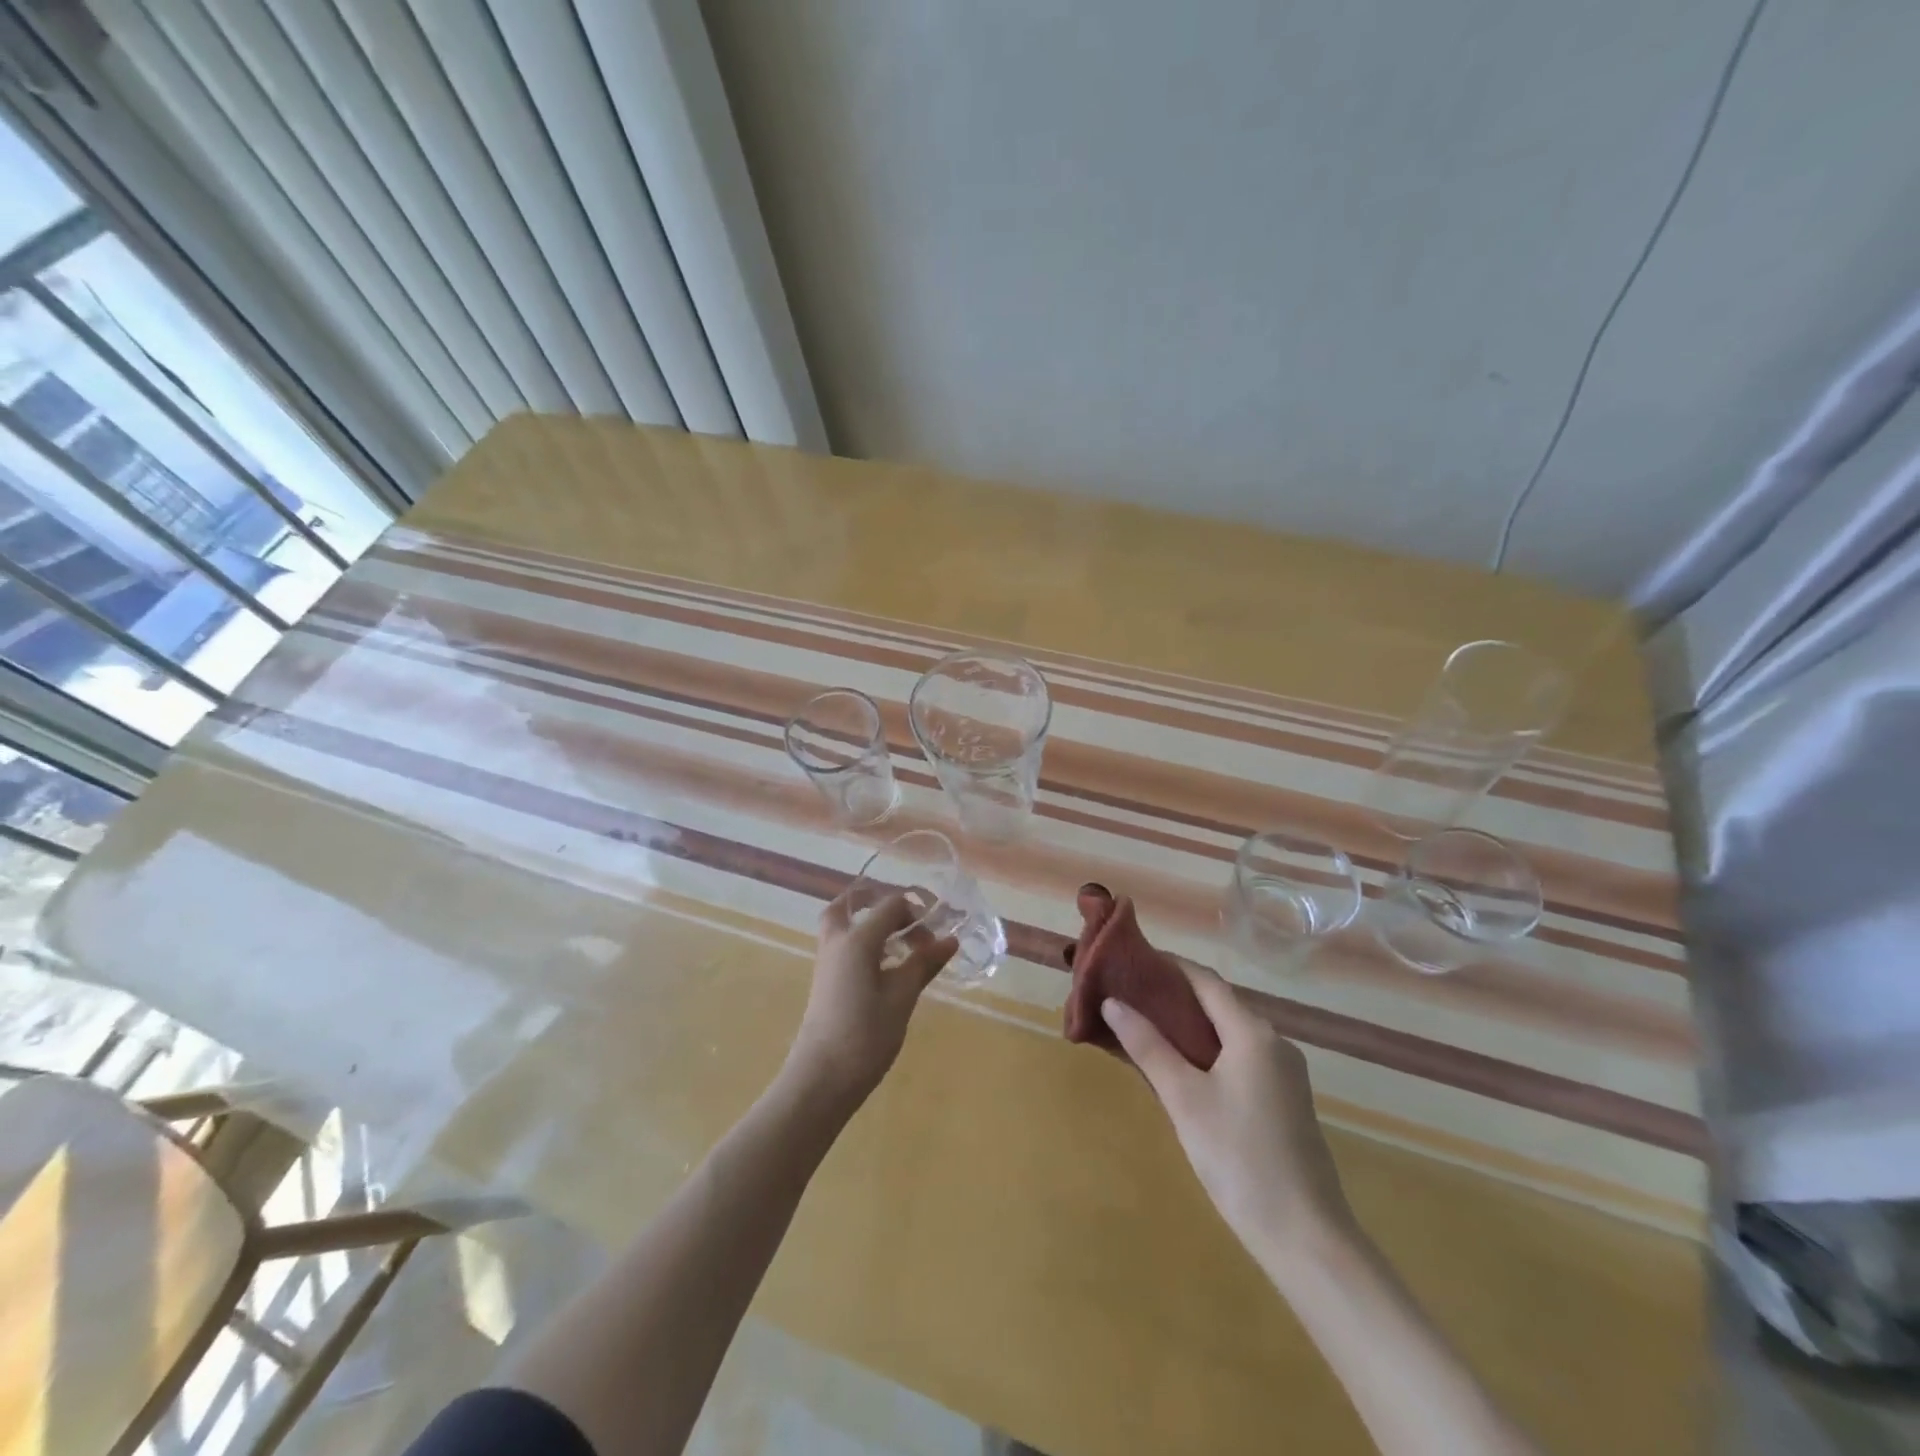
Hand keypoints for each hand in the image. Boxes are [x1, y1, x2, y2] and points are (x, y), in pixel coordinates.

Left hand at [785, 888, 957, 1105]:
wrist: (822, 1077)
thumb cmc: (866, 1034)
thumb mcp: (902, 996)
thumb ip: (924, 963)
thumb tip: (951, 940)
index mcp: (857, 939)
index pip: (890, 905)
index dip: (917, 913)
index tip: (937, 936)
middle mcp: (837, 941)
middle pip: (852, 903)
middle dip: (879, 903)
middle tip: (906, 920)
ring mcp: (826, 960)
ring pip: (843, 924)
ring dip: (870, 923)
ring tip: (900, 944)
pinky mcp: (825, 980)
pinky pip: (842, 944)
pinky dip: (862, 942)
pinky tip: (884, 967)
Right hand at [1101, 962, 1355, 1275]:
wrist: (1306, 1237)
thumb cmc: (1239, 1158)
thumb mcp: (1184, 1099)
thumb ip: (1148, 1046)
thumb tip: (1113, 1002)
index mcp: (1253, 1033)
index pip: (1205, 980)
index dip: (1170, 965)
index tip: (1132, 959)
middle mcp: (1274, 1043)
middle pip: (1218, 1004)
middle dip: (1174, 996)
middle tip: (1129, 996)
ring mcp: (1284, 1074)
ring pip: (1229, 1034)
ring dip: (1189, 1026)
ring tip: (1145, 1028)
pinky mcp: (1285, 1101)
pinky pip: (1240, 1058)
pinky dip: (1208, 1052)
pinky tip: (1181, 1069)